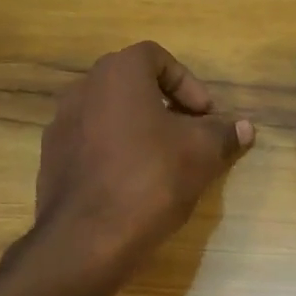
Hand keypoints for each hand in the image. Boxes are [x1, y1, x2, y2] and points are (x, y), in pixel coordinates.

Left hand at [35, 41, 253, 272]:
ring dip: (140, 129)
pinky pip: (91, 142)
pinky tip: (133, 184)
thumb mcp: (201, 154)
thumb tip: (244, 127)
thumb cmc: (150, 179)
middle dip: (165, 105)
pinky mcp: (51, 158)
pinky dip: (115, 151)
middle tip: (189, 135)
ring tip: (164, 161)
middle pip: (132, 84)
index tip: (205, 116)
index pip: (157, 57)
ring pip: (110, 114)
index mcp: (117, 73)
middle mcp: (83, 88)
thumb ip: (223, 133)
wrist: (86, 238)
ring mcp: (61, 124)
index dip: (187, 83)